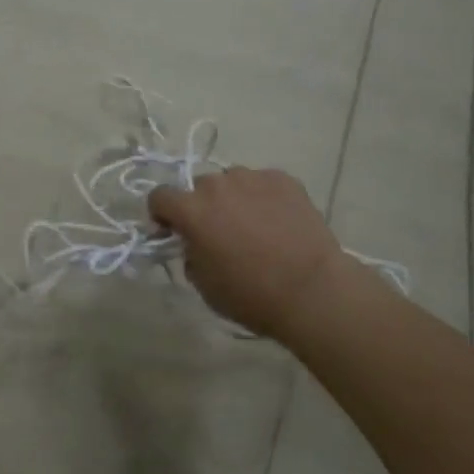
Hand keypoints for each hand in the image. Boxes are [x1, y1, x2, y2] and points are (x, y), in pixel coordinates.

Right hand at [149, 168, 390, 338]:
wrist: (313, 291)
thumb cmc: (251, 295)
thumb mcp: (204, 285)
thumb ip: (189, 254)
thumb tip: (194, 242)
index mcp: (191, 210)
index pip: (160, 196)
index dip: (162, 214)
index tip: (173, 232)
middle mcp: (217, 185)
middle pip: (199, 188)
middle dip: (202, 207)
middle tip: (220, 233)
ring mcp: (252, 178)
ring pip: (232, 182)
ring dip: (233, 199)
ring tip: (254, 226)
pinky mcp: (283, 179)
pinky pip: (262, 183)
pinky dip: (263, 198)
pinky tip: (278, 222)